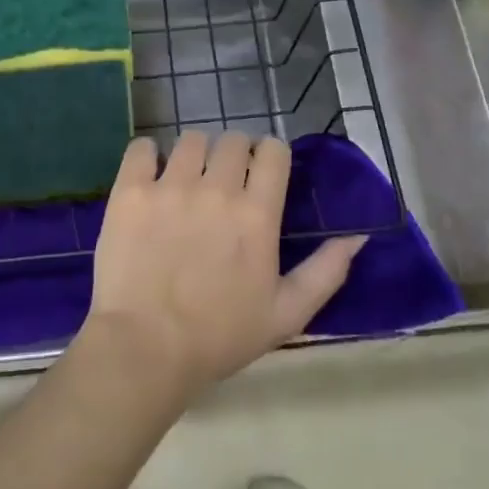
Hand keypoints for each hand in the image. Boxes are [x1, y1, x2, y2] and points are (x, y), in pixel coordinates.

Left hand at [82, 131, 365, 398]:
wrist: (145, 348)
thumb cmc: (220, 337)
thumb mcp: (286, 314)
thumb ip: (326, 272)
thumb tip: (358, 237)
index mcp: (257, 213)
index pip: (273, 151)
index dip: (270, 156)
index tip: (262, 173)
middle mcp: (217, 188)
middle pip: (233, 139)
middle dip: (235, 154)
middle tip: (224, 181)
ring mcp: (170, 185)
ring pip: (191, 139)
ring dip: (196, 154)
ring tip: (188, 180)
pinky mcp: (131, 190)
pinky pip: (143, 148)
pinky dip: (149, 155)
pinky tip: (150, 176)